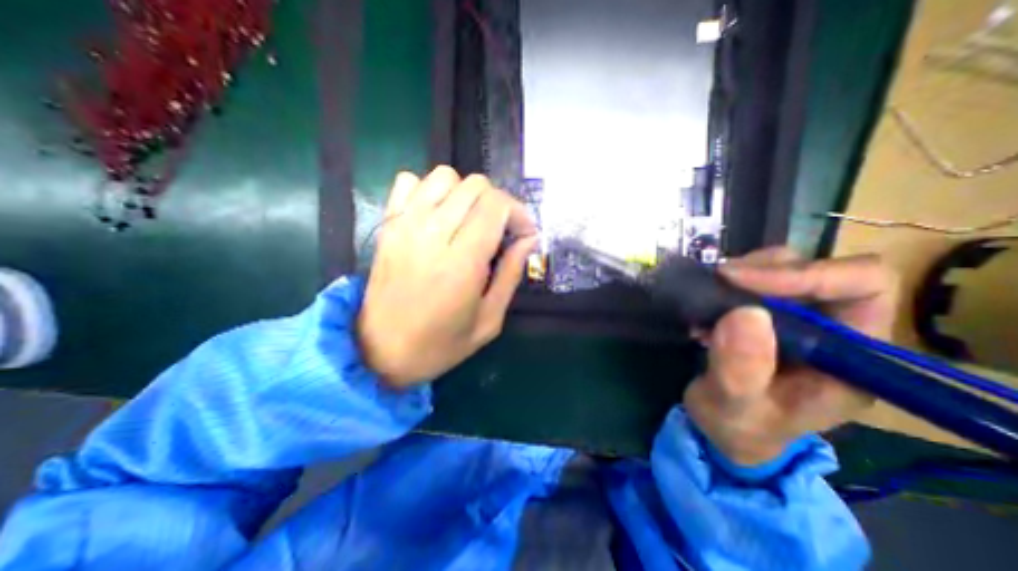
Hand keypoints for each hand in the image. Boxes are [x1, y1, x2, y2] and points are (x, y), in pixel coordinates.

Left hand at [355, 166, 534, 388]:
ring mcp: (404, 226)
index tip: (524, 234)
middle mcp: (431, 235)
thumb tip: (529, 239)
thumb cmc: (441, 344)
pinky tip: (438, 216)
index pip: (496, 206)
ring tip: (471, 222)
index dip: (518, 213)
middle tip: (501, 231)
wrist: (380, 352)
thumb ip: (511, 274)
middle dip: (498, 203)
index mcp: (461, 263)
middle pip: (475, 186)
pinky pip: (409, 182)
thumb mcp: (489, 320)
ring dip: (466, 194)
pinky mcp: (387, 226)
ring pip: (444, 176)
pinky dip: (430, 190)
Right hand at [683, 247, 897, 464]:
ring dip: (741, 275)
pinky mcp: (767, 313)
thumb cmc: (738, 426)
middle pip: (817, 269)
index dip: (806, 274)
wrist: (725, 427)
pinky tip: (706, 305)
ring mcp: (799, 318)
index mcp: (849, 358)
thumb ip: (741, 370)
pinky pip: (752, 278)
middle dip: (762, 271)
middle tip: (716, 284)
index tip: (740, 281)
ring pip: (782, 266)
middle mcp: (833, 329)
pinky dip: (726, 283)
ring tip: (708, 300)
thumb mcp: (735, 406)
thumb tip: (746, 314)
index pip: (862, 287)